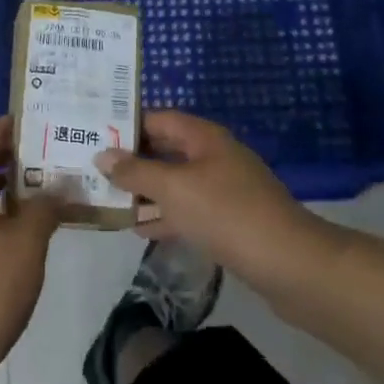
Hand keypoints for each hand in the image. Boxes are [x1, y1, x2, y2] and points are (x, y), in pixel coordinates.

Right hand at [95, 111, 321, 290]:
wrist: (289, 264)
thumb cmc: (226, 214)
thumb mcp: (173, 189)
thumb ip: (135, 171)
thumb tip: (102, 154)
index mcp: (204, 138)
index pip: (159, 119)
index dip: (128, 125)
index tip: (94, 135)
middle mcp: (214, 157)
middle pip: (166, 151)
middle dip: (132, 160)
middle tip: (94, 168)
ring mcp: (224, 190)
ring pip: (175, 183)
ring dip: (145, 191)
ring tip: (108, 199)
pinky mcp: (229, 221)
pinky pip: (188, 211)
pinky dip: (165, 216)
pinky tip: (140, 229)